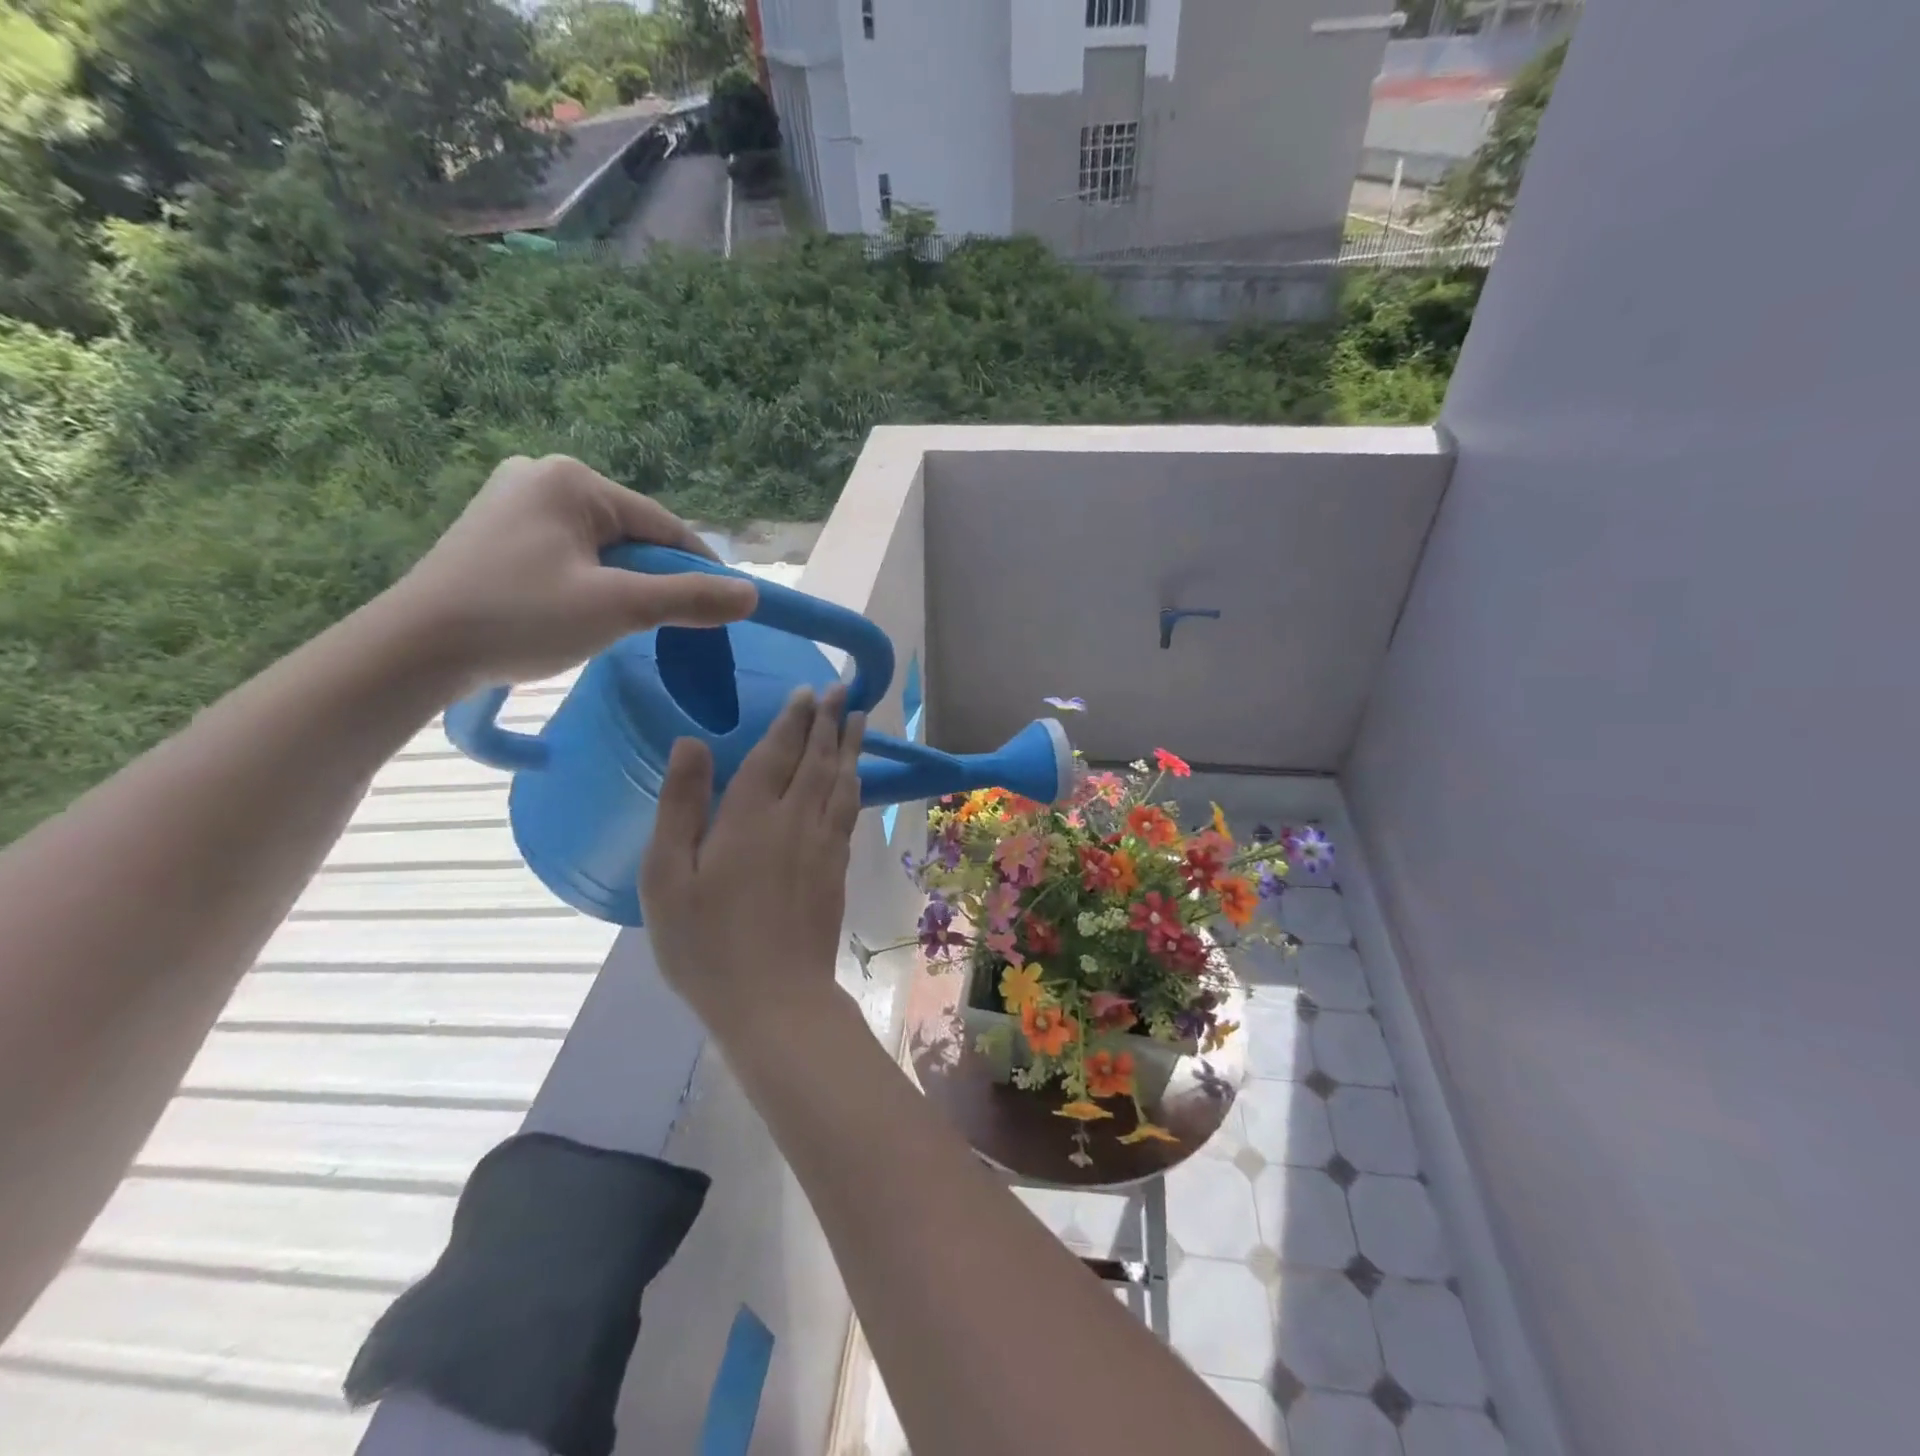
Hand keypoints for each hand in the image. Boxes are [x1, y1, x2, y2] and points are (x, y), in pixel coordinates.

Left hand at [387, 455, 757, 690]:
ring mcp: (513, 502)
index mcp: (573, 480)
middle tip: (663, 627)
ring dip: (622, 586)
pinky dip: (588, 584)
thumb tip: (752, 595)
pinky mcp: (496, 532)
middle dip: (654, 580)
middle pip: (632, 536)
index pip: (663, 526)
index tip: (724, 610)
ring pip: (602, 549)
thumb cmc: (520, 618)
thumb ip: (689, 599)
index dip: (700, 570)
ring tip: (616, 625)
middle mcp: (542, 476)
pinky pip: (569, 556)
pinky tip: (578, 614)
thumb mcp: (617, 608)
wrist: (414, 650)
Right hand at [641, 683, 865, 1041]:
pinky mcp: (837, 870)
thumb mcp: (668, 875)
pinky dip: (855, 785)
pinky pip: (850, 812)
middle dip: (831, 721)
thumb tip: (691, 742)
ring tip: (860, 719)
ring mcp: (823, 845)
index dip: (794, 719)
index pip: (778, 752)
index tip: (809, 691)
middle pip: (819, 759)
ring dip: (851, 747)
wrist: (773, 999)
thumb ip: (681, 805)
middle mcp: (796, 820)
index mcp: (751, 816)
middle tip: (844, 689)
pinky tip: (855, 781)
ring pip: (842, 783)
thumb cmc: (706, 942)